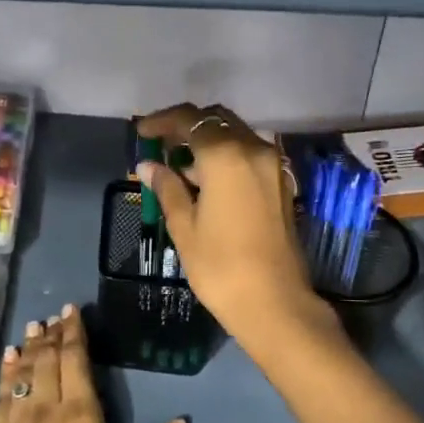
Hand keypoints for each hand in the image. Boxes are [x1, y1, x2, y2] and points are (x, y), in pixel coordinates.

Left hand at [0, 305, 186, 422]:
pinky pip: (0, 395)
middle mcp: (44, 409)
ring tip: (34, 327)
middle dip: (52, 335)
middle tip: (54, 315)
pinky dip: (6, 373)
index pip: (75, 362)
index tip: (72, 311)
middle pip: (47, 361)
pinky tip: (9, 360)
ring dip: (30, 348)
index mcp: (79, 416)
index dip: (74, 333)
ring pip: (22, 373)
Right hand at [135, 103, 329, 349]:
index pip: (190, 119)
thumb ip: (167, 188)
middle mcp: (254, 150)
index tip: (142, 132)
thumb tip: (148, 166)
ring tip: (179, 168)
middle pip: (217, 120)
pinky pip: (249, 155)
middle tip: (160, 146)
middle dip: (187, 127)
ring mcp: (273, 166)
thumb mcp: (184, 227)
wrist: (274, 303)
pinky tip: (206, 181)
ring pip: (235, 136)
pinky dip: (226, 157)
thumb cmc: (220, 267)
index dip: (162, 121)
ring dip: (207, 142)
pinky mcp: (281, 184)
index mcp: (226, 155)